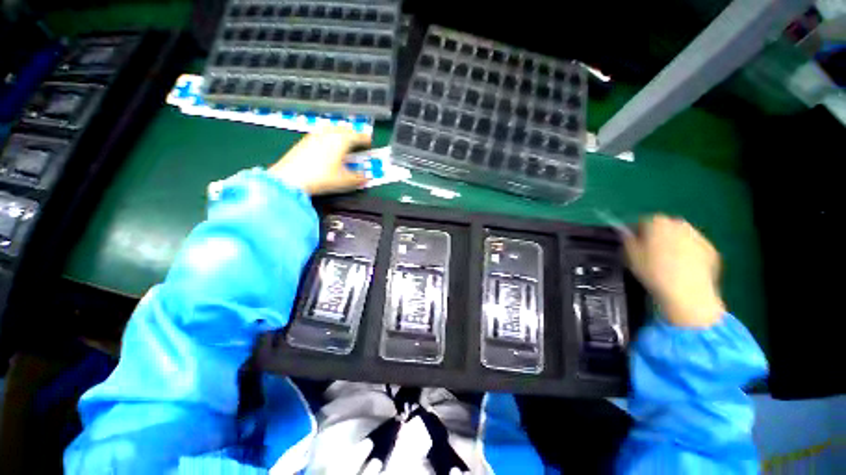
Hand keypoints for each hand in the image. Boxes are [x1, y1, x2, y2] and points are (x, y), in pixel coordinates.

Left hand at [268, 126, 370, 194]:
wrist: (291, 178)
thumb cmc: (322, 178)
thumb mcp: (345, 181)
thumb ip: (359, 178)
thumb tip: (367, 177)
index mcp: (342, 140)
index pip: (358, 136)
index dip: (365, 139)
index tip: (370, 142)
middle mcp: (329, 133)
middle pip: (345, 129)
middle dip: (353, 134)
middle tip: (358, 141)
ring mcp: (315, 135)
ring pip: (332, 128)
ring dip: (341, 133)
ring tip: (343, 141)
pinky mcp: (305, 140)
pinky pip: (322, 133)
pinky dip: (329, 136)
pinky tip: (327, 145)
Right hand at [624, 215, 724, 327]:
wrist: (687, 292)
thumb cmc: (653, 271)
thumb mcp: (629, 255)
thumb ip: (627, 240)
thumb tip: (628, 235)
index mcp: (657, 222)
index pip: (643, 221)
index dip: (636, 233)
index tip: (633, 244)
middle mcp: (680, 224)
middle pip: (665, 227)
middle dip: (657, 237)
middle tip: (649, 254)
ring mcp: (698, 237)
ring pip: (681, 238)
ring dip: (674, 245)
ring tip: (667, 264)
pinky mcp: (712, 251)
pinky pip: (695, 250)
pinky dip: (689, 256)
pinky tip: (682, 270)